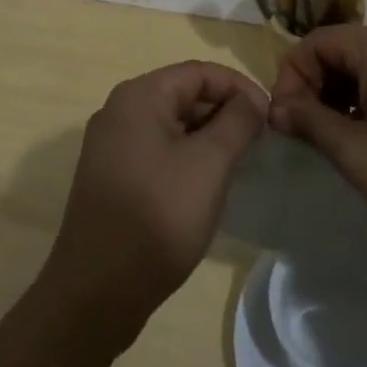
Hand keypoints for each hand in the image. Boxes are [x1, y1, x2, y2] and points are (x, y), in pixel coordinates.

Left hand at [41, 61, 267, 346]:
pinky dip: (184, 156)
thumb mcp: (209, 165)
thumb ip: (237, 122)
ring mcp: (110, 145)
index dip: (239, 87)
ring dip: (205, 136)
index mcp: (139, 95)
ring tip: (239, 162)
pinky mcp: (109, 176)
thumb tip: (253, 98)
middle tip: (258, 140)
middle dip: (223, 111)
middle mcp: (119, 109)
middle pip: (182, 94)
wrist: (96, 294)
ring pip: (169, 124)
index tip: (270, 114)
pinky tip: (205, 184)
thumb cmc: (158, 217)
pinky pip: (155, 149)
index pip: (199, 72)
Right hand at [268, 24, 366, 250]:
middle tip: (306, 135)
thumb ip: (310, 122)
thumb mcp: (357, 153)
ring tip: (335, 141)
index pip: (315, 44)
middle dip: (314, 88)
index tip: (285, 123)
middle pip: (339, 50)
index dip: (291, 79)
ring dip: (339, 96)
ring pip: (363, 65)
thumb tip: (276, 108)